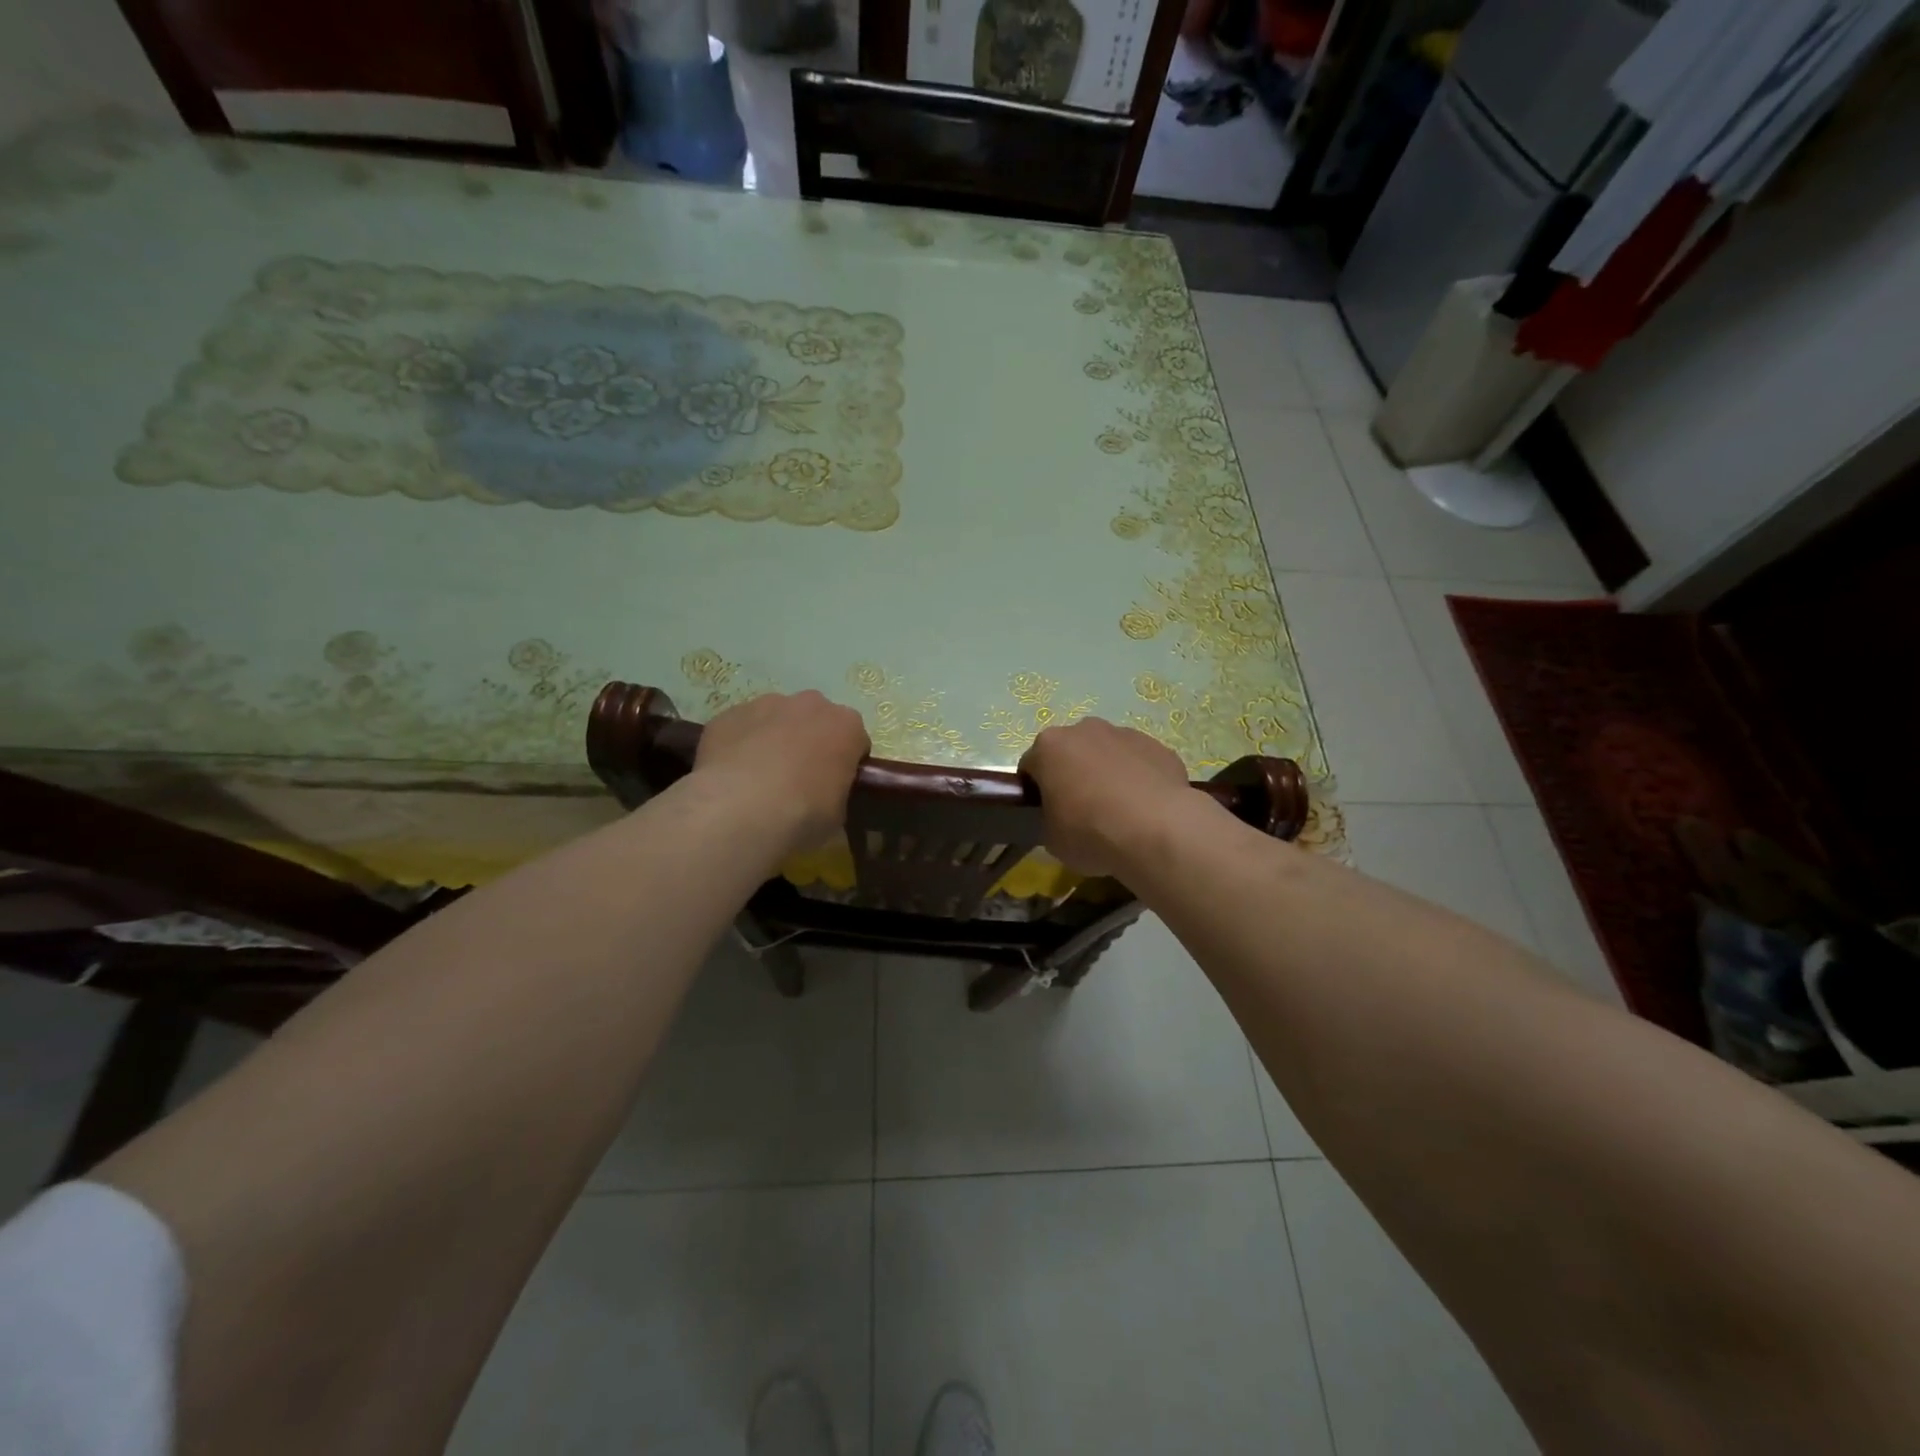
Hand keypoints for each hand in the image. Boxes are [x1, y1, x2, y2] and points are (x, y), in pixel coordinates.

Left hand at [694, 691, 870, 853]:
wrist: (738, 811)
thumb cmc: (802, 815)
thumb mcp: (837, 819)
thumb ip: (837, 798)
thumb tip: (825, 803)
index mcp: (846, 726)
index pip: (855, 740)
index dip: (845, 763)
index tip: (834, 786)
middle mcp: (810, 704)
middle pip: (816, 720)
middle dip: (810, 742)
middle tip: (798, 781)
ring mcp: (765, 704)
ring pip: (776, 719)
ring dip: (774, 740)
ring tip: (759, 779)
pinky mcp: (728, 714)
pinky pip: (741, 728)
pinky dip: (740, 745)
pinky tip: (732, 775)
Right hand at [1019, 717, 1192, 876]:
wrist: (1156, 830)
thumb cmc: (1090, 832)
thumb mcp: (1051, 838)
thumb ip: (1049, 818)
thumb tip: (1061, 818)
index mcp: (1049, 746)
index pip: (1031, 767)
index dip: (1036, 791)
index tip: (1047, 814)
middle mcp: (1084, 729)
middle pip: (1070, 752)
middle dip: (1072, 775)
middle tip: (1081, 811)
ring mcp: (1124, 734)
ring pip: (1107, 753)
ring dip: (1106, 773)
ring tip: (1118, 810)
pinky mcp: (1158, 746)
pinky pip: (1138, 762)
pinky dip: (1137, 778)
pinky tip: (1144, 808)